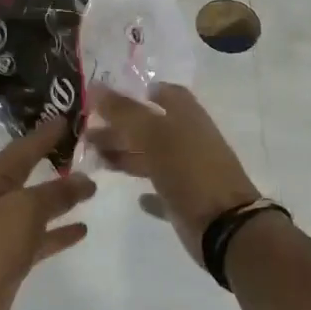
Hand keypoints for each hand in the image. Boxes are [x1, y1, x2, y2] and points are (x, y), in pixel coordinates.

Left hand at [0, 120, 96, 309]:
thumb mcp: (24, 210)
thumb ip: (56, 193)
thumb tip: (85, 179)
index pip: (25, 146)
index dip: (47, 132)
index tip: (71, 115)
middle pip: (31, 171)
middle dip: (55, 159)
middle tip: (87, 145)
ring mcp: (2, 228)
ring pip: (38, 205)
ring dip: (62, 196)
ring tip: (93, 185)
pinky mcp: (10, 256)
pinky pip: (41, 236)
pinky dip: (59, 231)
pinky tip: (83, 227)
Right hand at [87, 84, 258, 265]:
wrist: (223, 224)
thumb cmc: (189, 170)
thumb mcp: (153, 135)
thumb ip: (124, 111)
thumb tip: (95, 86)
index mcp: (187, 117)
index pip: (166, 94)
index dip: (141, 92)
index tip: (110, 97)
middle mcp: (188, 141)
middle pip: (151, 127)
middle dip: (120, 127)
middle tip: (87, 131)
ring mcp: (188, 172)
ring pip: (152, 157)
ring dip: (126, 156)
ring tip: (95, 158)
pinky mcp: (186, 200)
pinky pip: (163, 191)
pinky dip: (148, 193)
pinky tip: (135, 197)